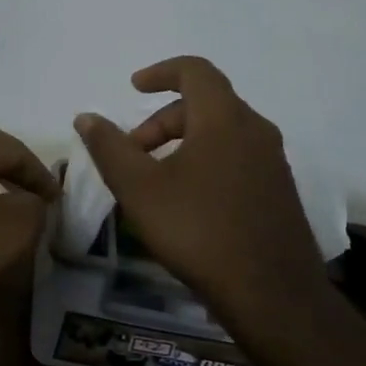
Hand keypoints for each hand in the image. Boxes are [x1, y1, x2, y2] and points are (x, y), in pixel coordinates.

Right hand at [74, 57, 320, 307]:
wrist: (273, 295)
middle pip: (205, 103)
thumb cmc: (199, 231)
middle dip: (161, 120)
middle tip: (133, 152)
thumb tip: (86, 117)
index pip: (195, 70)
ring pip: (221, 131)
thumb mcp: (139, 188)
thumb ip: (109, 147)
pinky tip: (188, 200)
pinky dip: (205, 159)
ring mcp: (273, 161)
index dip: (161, 72)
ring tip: (155, 178)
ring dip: (182, 141)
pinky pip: (237, 155)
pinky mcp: (279, 190)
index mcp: (224, 119)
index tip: (133, 87)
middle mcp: (255, 130)